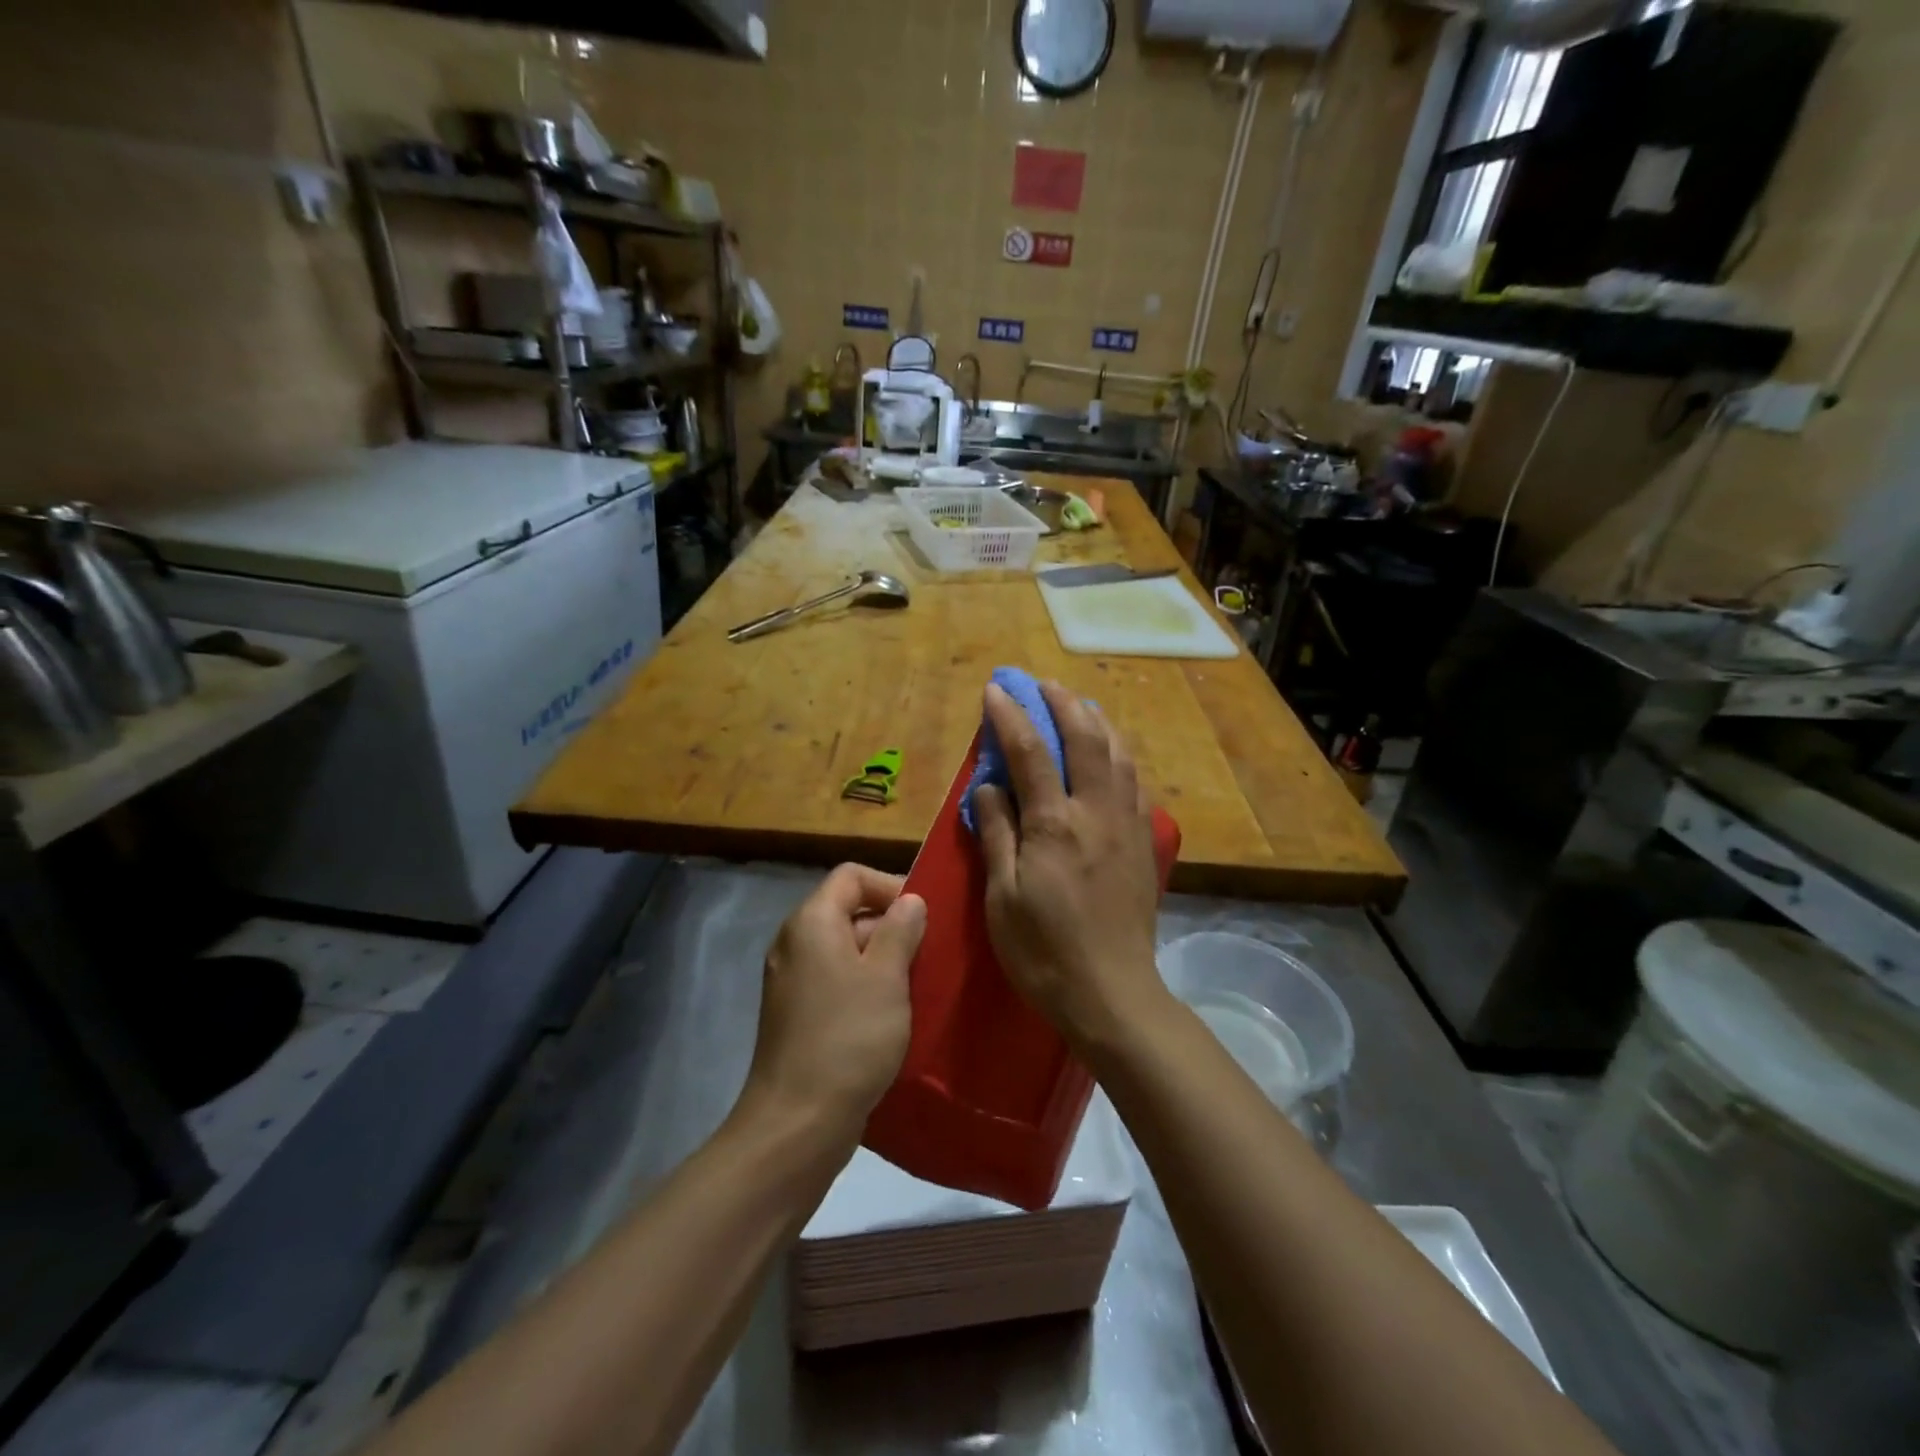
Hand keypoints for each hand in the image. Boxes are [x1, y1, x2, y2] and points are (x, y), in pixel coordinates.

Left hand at [741, 864, 925, 1159]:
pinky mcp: (797, 1014)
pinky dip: (865, 988)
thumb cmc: (848, 1038)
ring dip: (883, 961)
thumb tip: (910, 901)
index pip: (852, 876)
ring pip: (846, 950)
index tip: (923, 917)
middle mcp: (795, 943)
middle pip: (848, 911)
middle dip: (892, 926)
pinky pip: (836, 982)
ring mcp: (792, 981)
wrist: (797, 1123)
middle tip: (928, 956)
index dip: (890, 886)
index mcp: (811, 922)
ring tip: (918, 986)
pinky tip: (892, 1015)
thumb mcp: (887, 976)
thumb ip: (901, 930)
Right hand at [973, 681, 1168, 1052]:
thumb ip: (997, 833)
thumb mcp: (1003, 897)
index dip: (1011, 716)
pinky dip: (1120, 754)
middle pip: (1085, 739)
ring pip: (1119, 754)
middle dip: (1062, 704)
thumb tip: (988, 784)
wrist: (1113, 995)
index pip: (1030, 753)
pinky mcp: (1144, 842)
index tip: (996, 688)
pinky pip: (1135, 782)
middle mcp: (1097, 812)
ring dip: (1097, 721)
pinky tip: (1112, 754)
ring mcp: (1127, 825)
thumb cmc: (1044, 952)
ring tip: (1079, 705)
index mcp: (1055, 824)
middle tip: (1041, 683)